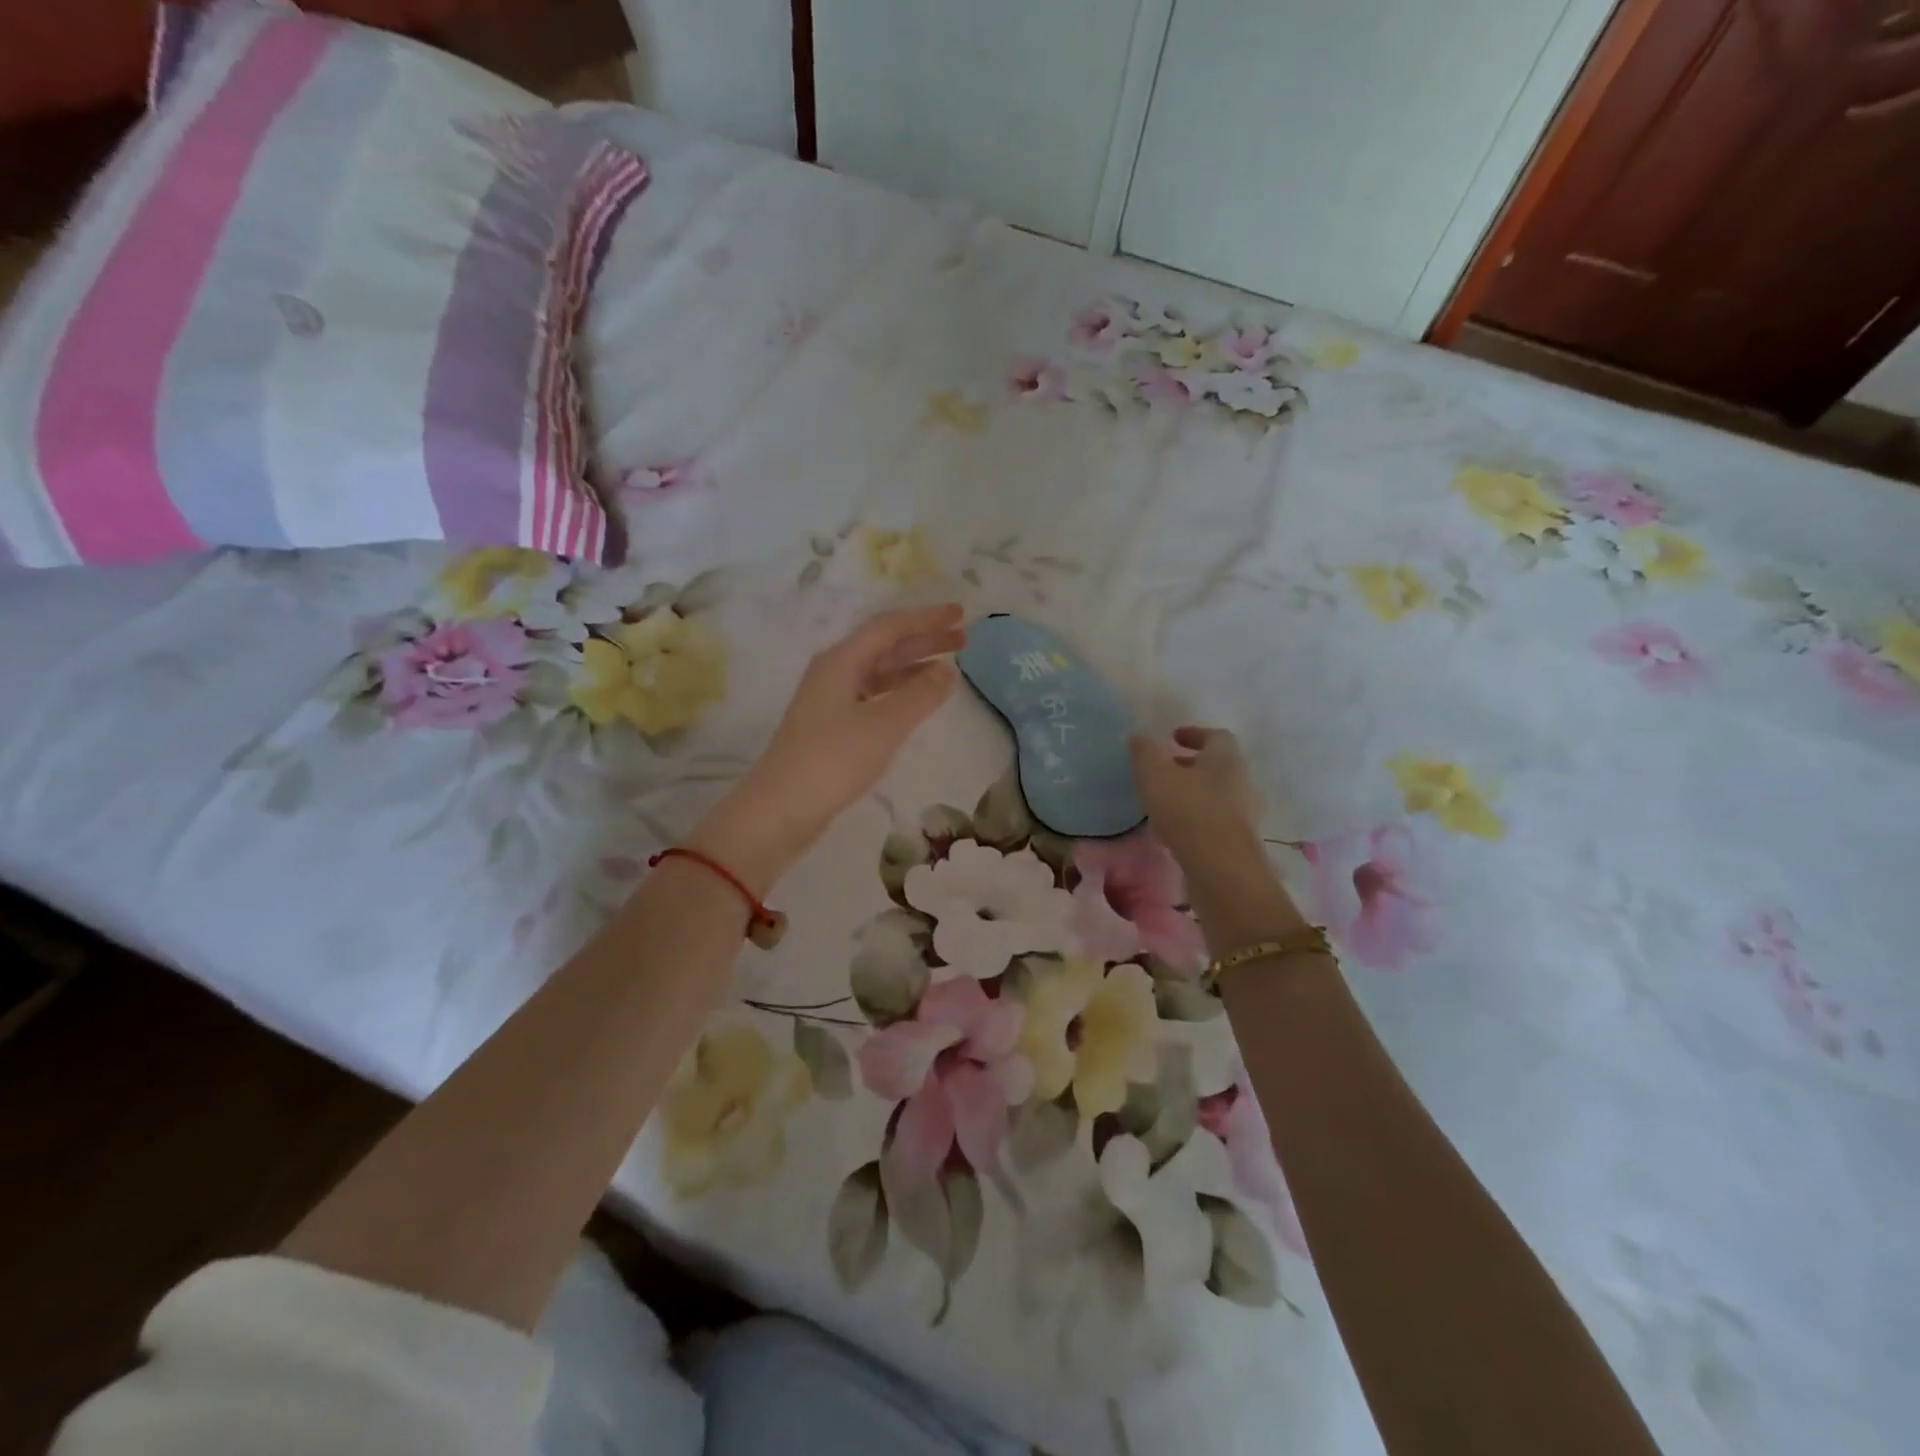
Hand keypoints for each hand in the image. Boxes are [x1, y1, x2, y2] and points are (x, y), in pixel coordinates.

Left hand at [693, 605, 966, 888]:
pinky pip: (873, 696)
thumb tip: (948, 671)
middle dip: (924, 640)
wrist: (782, 808)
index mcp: (841, 661)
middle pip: (884, 646)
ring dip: (913, 668)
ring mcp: (830, 700)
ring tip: (949, 670)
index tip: (961, 614)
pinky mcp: (831, 727)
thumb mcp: (884, 724)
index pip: (889, 627)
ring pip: (879, 672)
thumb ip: (920, 695)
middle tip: (963, 639)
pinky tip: (917, 703)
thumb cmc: (834, 759)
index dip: (926, 619)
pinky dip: (899, 693)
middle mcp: (833, 672)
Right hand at [1129, 726, 1261, 868]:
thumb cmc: (1188, 811)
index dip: (1194, 734)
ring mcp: (1244, 814)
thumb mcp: (1155, 775)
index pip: (1216, 736)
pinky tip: (1175, 829)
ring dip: (1193, 793)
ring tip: (1165, 801)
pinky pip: (1216, 820)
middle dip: (1191, 765)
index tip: (1172, 738)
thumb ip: (1145, 752)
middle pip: (1218, 766)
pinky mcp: (1238, 842)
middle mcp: (1240, 781)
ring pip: (1217, 794)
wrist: (1221, 869)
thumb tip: (1140, 736)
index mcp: (1225, 758)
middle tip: (1165, 770)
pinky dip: (1196, 818)